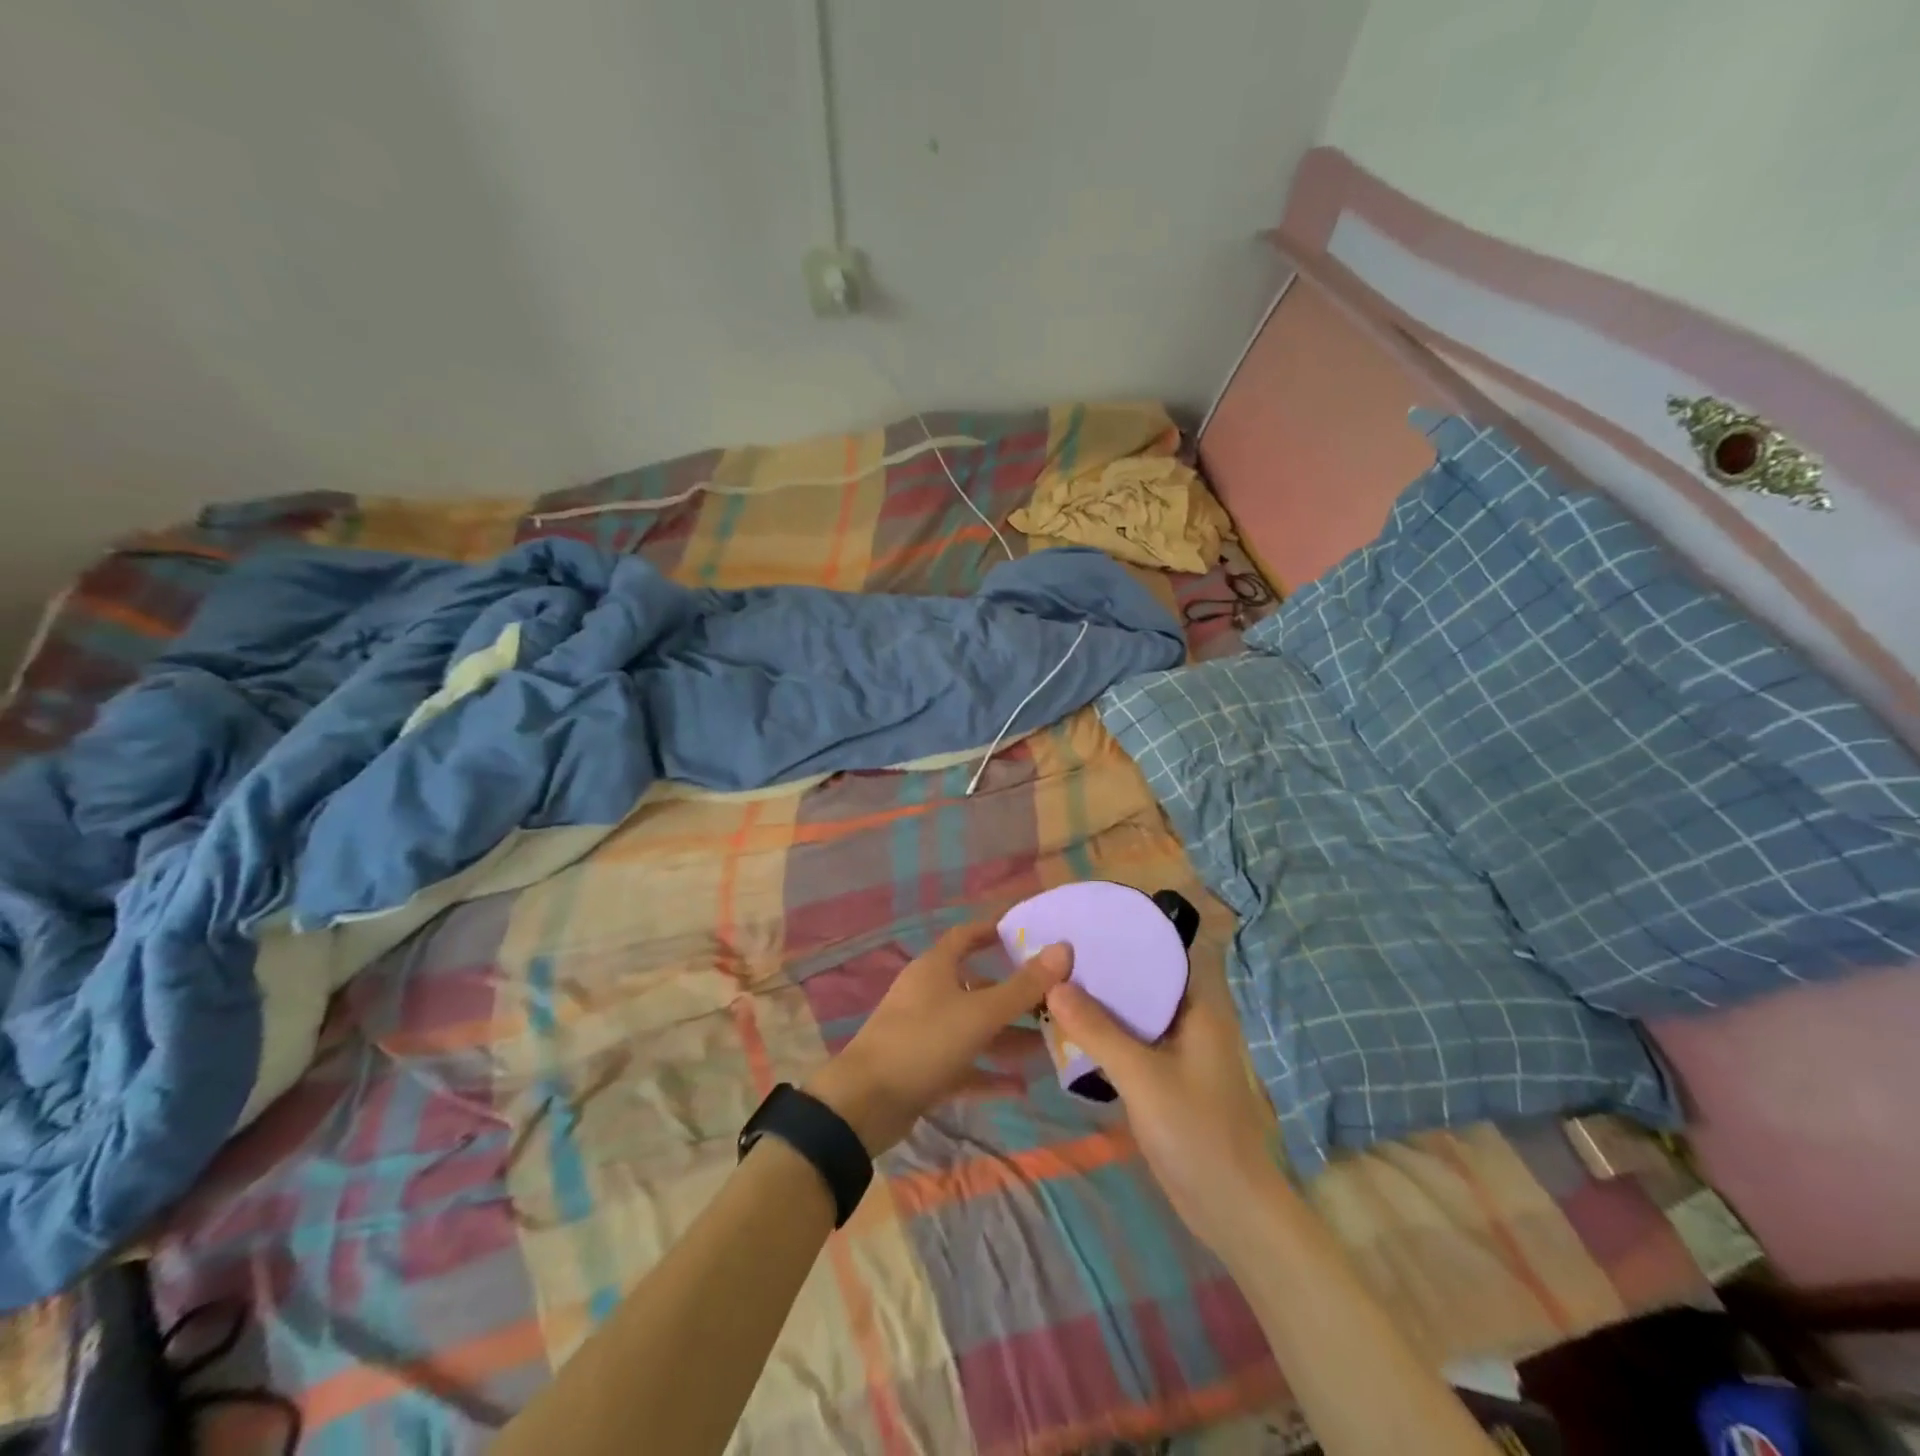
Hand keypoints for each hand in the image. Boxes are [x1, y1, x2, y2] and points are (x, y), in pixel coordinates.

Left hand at [807, 922, 1071, 1153]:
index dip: (994, 931)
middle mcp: (929, 994)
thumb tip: (1064, 948)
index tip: (1028, 932)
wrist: (865, 1103)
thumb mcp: (980, 1013)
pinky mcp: (923, 1069)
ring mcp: (924, 1033)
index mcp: (935, 968)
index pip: (967, 936)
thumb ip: (1023, 986)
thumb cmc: (923, 1042)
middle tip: (1056, 1002)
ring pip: (974, 1028)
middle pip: (978, 986)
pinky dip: (989, 1072)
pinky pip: (964, 1065)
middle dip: (1015, 995)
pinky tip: (1021, 1086)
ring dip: (1008, 1037)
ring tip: (1049, 1046)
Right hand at [1045, 958, 1281, 1258]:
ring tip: (1056, 982)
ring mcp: (1178, 1052)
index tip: (1086, 922)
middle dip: (1105, 969)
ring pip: (1134, 1014)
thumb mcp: (1142, 1077)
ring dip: (1101, 1003)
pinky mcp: (1165, 1079)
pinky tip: (1071, 1029)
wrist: (1231, 1211)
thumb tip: (1054, 984)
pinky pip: (1131, 1043)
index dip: (1127, 935)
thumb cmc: (1196, 1133)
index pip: (1163, 954)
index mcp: (1199, 1008)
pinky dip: (1104, 1034)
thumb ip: (1098, 1030)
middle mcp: (1190, 1022)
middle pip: (1144, 982)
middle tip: (1058, 952)